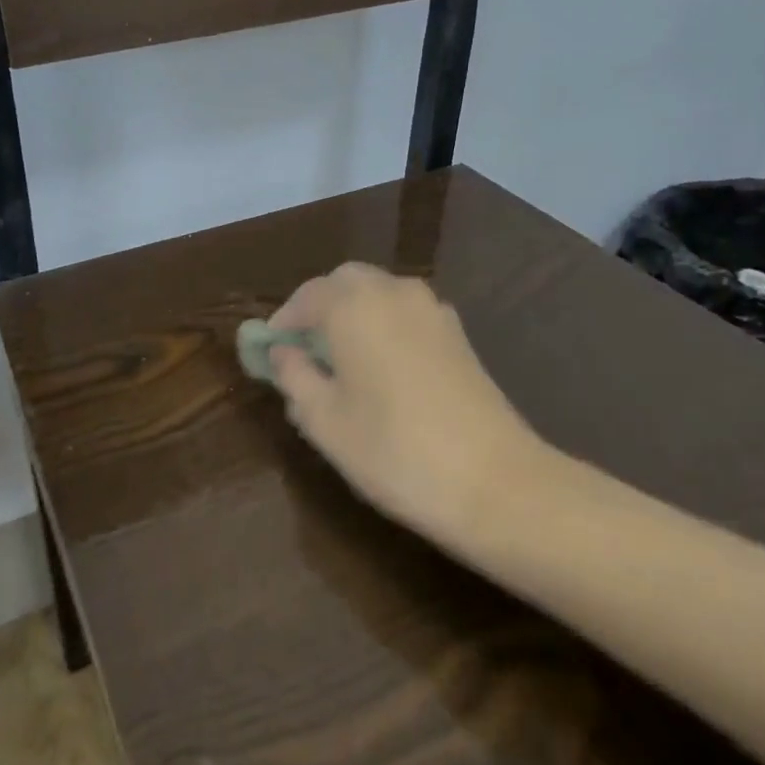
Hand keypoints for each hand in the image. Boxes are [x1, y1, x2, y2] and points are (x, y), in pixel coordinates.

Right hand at [268, 263, 548, 552]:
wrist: (494, 482)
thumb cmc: (392, 450)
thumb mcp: (324, 420)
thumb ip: (294, 376)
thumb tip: (282, 352)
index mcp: (353, 305)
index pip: (305, 297)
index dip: (283, 322)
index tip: (270, 351)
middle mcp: (392, 292)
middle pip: (344, 282)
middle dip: (319, 307)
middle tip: (304, 348)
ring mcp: (431, 309)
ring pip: (379, 293)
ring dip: (354, 312)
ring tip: (342, 359)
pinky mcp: (457, 333)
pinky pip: (406, 313)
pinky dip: (385, 324)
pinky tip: (383, 367)